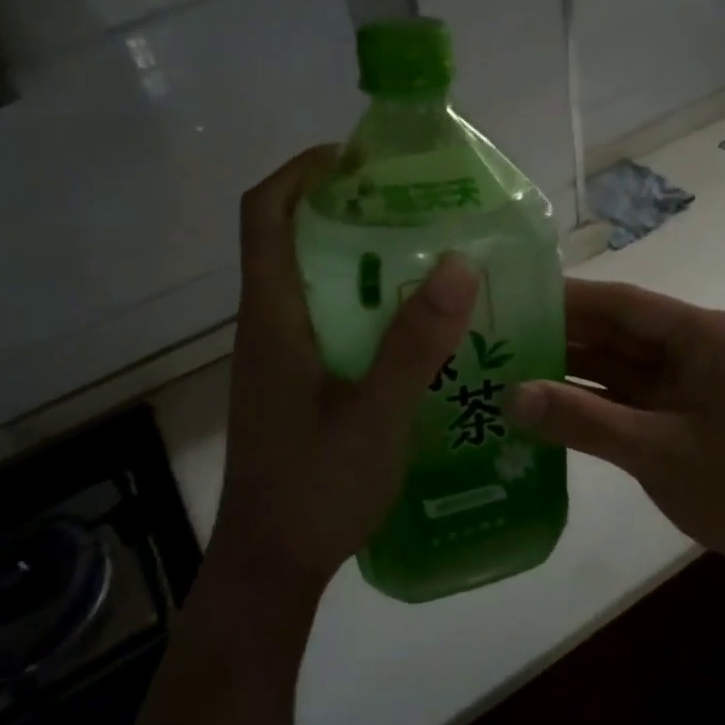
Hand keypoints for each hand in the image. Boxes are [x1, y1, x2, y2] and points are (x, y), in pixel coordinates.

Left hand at [214, 147, 479, 598]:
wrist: (272, 566)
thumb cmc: (315, 488)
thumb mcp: (377, 414)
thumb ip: (417, 342)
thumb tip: (460, 262)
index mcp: (273, 316)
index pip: (264, 213)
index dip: (302, 171)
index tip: (359, 158)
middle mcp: (268, 325)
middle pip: (292, 239)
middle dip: (347, 210)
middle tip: (417, 207)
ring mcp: (280, 357)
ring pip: (316, 283)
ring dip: (364, 261)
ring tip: (429, 259)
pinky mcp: (296, 384)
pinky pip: (330, 322)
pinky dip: (368, 307)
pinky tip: (417, 330)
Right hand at [508, 279, 724, 595]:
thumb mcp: (654, 451)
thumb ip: (581, 420)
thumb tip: (510, 396)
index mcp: (703, 334)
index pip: (622, 303)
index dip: (565, 299)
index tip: (509, 297)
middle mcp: (694, 347)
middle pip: (616, 332)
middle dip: (559, 334)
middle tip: (494, 336)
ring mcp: (687, 381)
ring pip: (617, 365)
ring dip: (568, 370)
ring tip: (503, 368)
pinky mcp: (679, 413)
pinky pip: (624, 397)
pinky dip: (587, 402)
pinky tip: (541, 404)